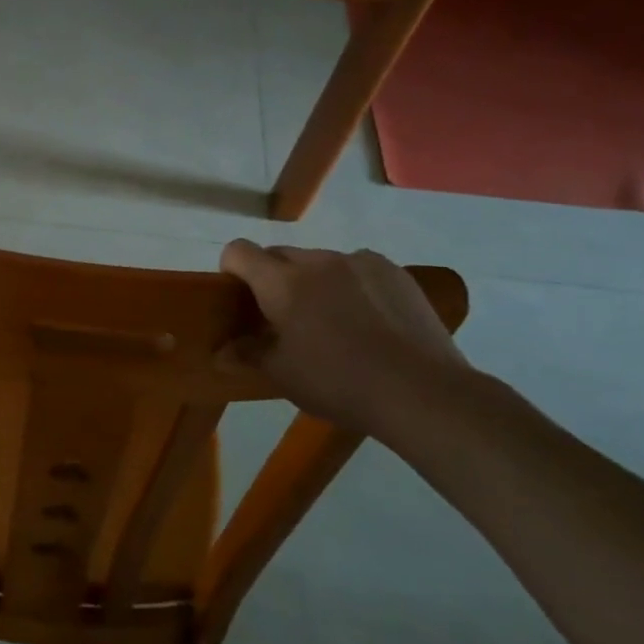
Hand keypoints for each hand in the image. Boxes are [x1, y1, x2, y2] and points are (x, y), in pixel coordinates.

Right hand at [220, 242, 467, 436]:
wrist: (421, 392)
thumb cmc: (338, 382)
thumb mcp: (283, 375)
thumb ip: (247, 354)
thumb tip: (221, 351)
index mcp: (282, 282)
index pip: (239, 251)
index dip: (231, 269)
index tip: (239, 298)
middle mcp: (318, 261)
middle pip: (279, 255)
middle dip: (273, 278)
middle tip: (284, 317)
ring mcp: (360, 262)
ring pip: (320, 262)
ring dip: (314, 281)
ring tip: (333, 321)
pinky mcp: (394, 272)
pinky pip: (358, 269)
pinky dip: (351, 285)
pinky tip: (369, 320)